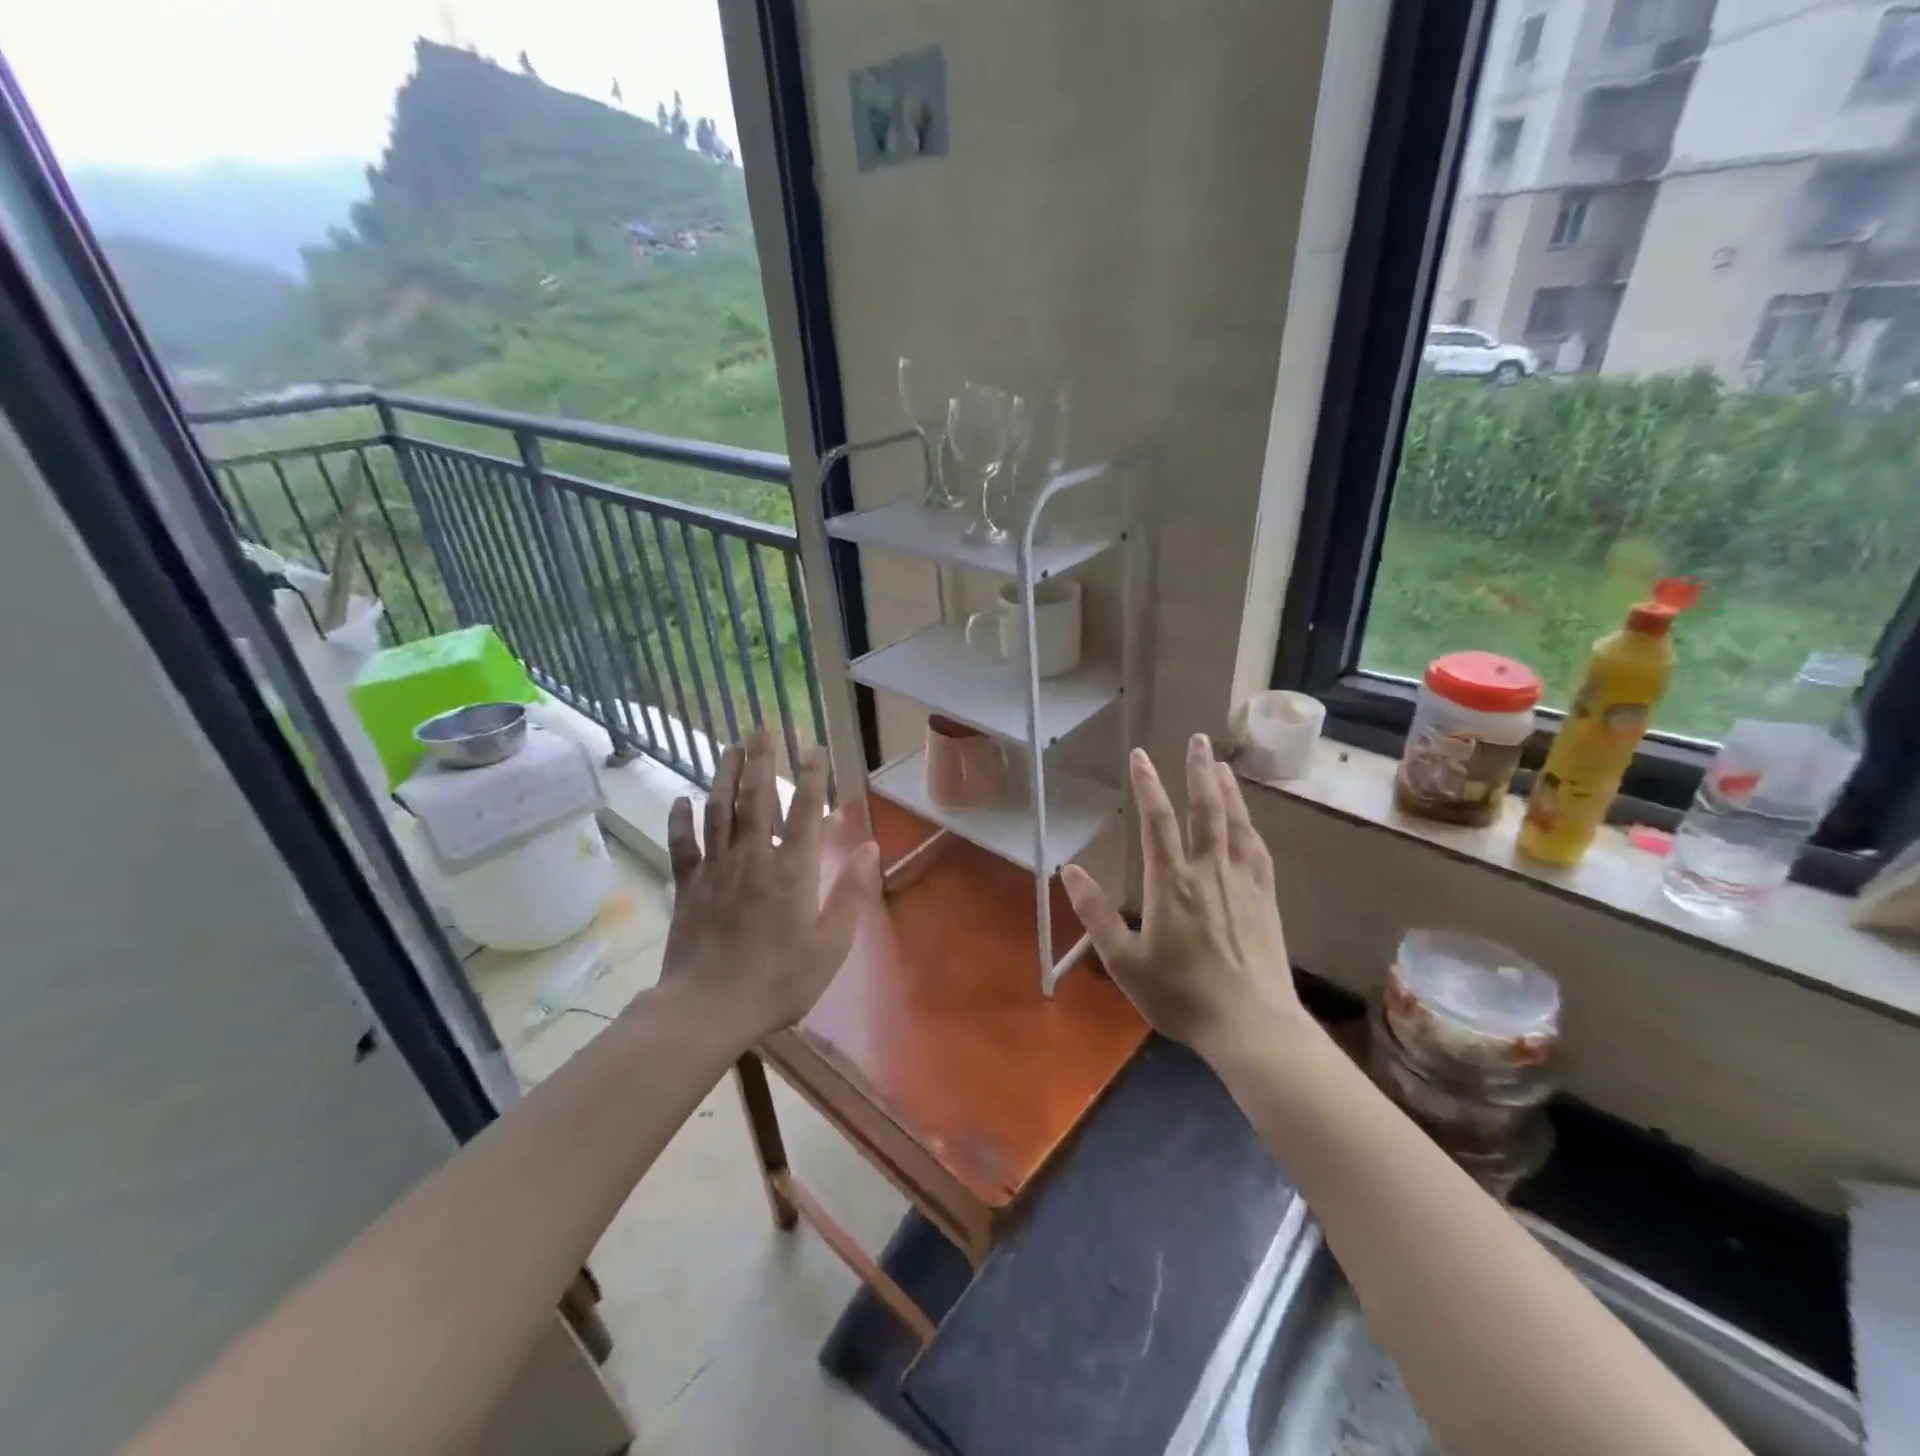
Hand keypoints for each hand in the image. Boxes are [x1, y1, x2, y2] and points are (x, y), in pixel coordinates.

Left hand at [654, 731, 879, 1046]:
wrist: (708, 1007)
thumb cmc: (779, 980)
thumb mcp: (831, 945)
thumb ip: (851, 893)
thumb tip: (871, 848)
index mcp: (793, 870)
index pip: (805, 810)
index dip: (811, 775)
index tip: (812, 745)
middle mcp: (754, 857)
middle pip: (757, 798)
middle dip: (763, 760)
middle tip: (762, 728)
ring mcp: (716, 868)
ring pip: (720, 810)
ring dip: (726, 776)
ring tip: (730, 747)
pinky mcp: (687, 886)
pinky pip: (683, 845)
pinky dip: (681, 820)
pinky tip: (681, 800)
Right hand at [1061, 735, 1308, 1063]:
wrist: (1251, 1026)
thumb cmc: (1181, 995)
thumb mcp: (1124, 962)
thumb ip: (1095, 914)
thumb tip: (1068, 871)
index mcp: (1171, 883)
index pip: (1157, 821)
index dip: (1147, 784)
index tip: (1140, 755)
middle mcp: (1208, 871)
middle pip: (1205, 809)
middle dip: (1199, 771)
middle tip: (1198, 739)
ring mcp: (1242, 883)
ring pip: (1235, 824)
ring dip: (1228, 790)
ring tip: (1221, 765)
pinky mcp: (1265, 900)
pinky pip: (1257, 851)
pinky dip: (1251, 827)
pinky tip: (1249, 821)